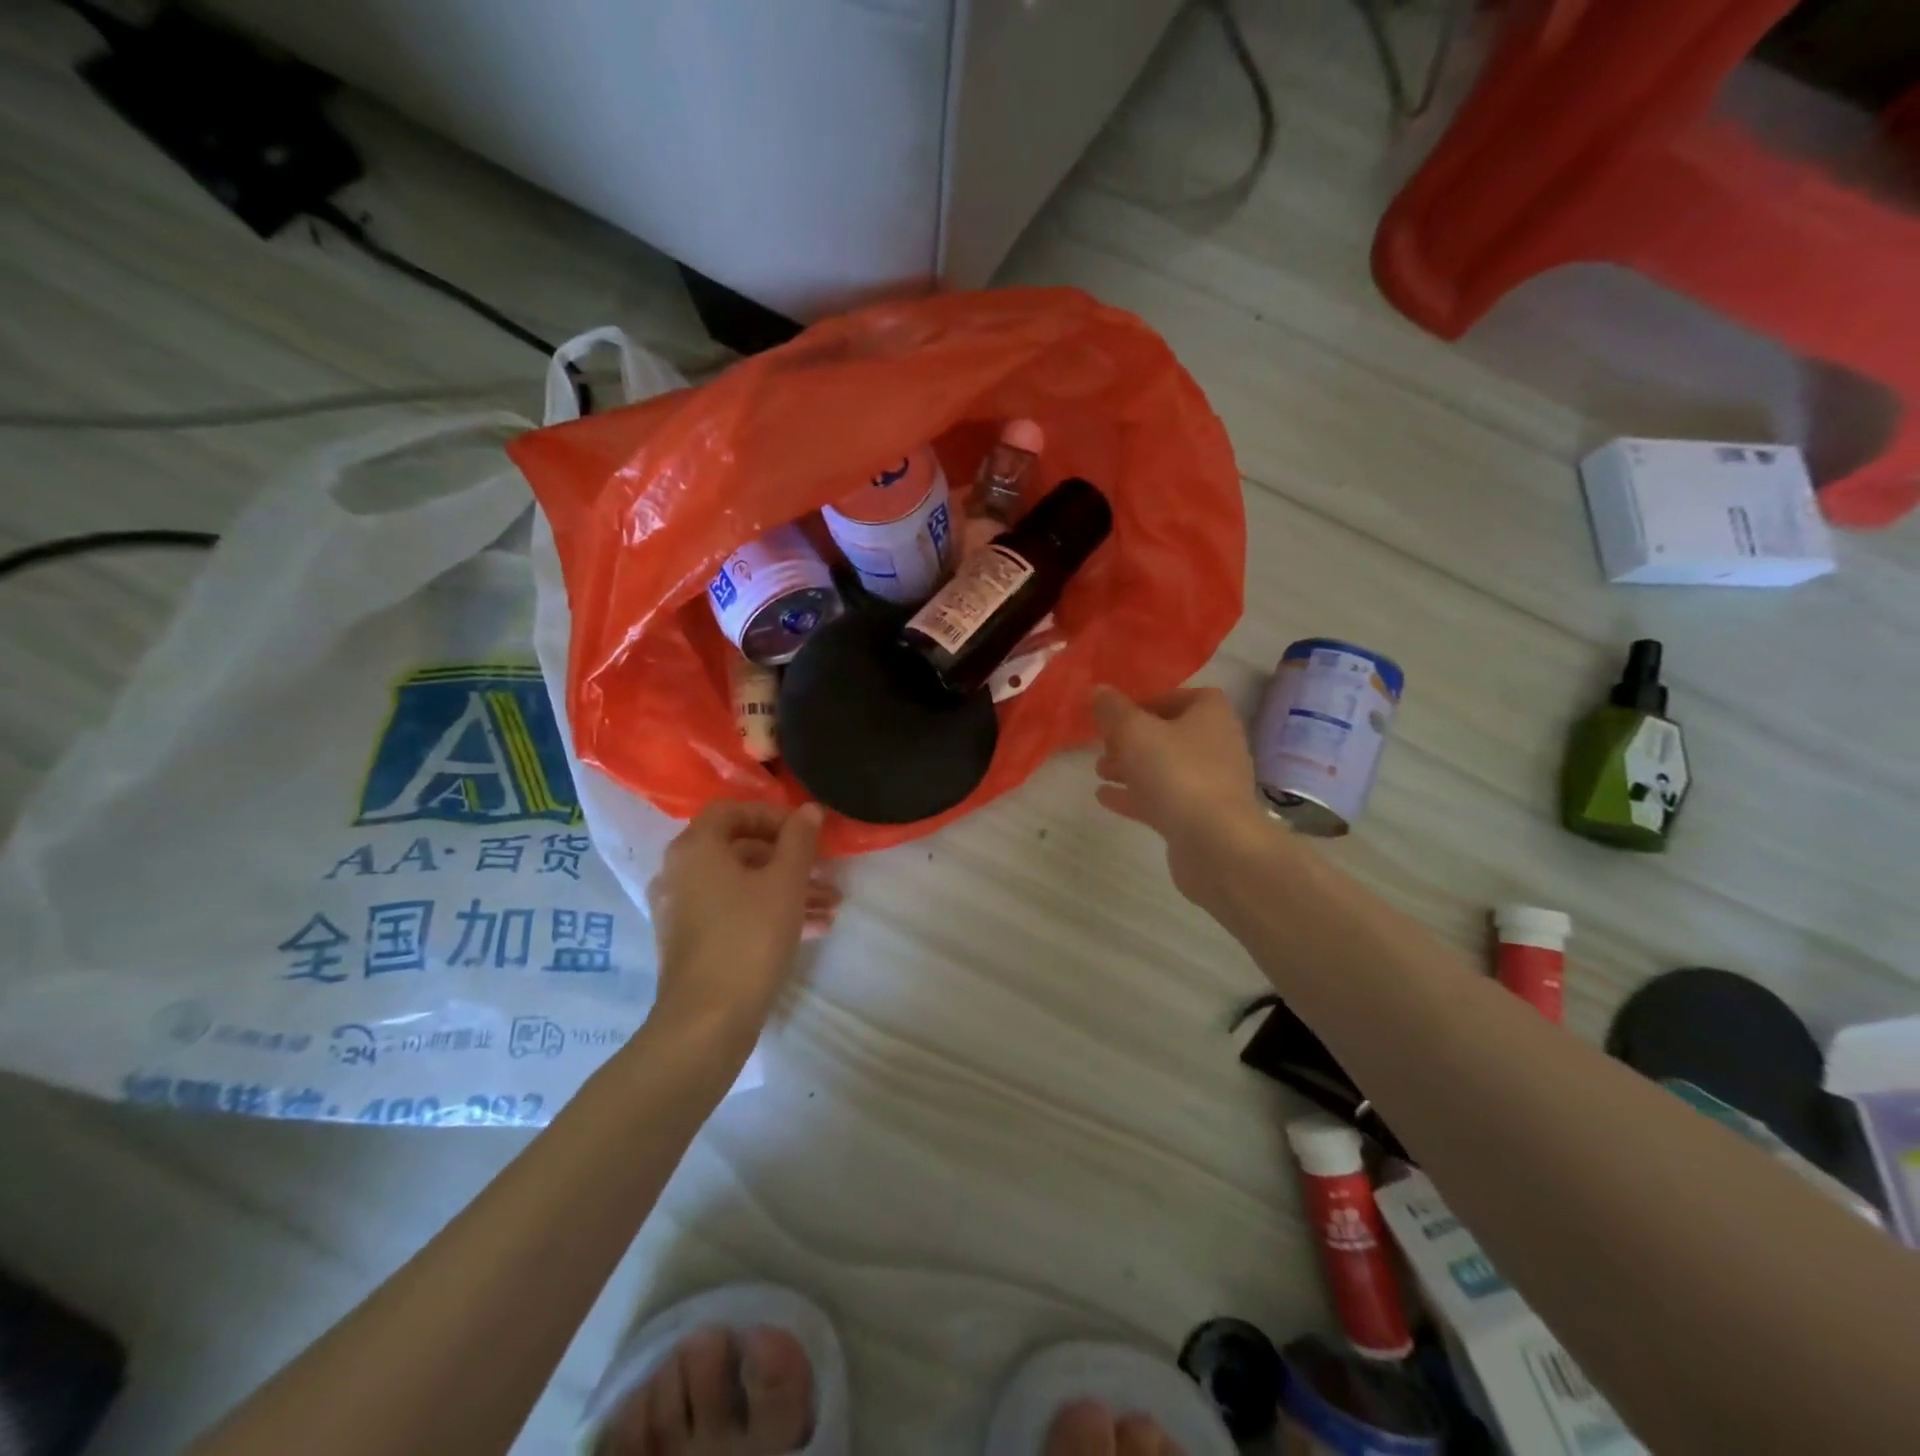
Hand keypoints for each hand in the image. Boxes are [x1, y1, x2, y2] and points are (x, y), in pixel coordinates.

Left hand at [646, 801, 838, 1037]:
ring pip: (742, 884)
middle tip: (825, 871)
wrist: (708, 1021)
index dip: (773, 815)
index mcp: (695, 848)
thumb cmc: (748, 938)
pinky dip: (769, 911)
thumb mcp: (785, 883)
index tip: (807, 832)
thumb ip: (799, 840)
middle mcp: (681, 872)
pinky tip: (814, 928)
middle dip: (789, 858)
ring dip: (787, 888)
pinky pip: (734, 912)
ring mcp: (683, 910)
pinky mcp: (692, 941)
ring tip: (831, 905)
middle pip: (740, 848)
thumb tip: (809, 809)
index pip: (733, 810)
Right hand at [1091, 685, 1268, 902]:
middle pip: (1169, 733)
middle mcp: (1216, 745)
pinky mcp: (1199, 817)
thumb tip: (1097, 690)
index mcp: (1211, 715)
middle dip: (1132, 738)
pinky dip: (1135, 796)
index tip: (1116, 713)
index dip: (1148, 700)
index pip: (1181, 696)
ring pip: (1164, 767)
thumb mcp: (1135, 731)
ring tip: (1099, 771)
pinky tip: (1105, 797)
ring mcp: (1210, 784)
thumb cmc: (1177, 773)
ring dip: (1131, 767)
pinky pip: (1163, 798)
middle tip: (1102, 744)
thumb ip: (1113, 710)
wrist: (1215, 843)